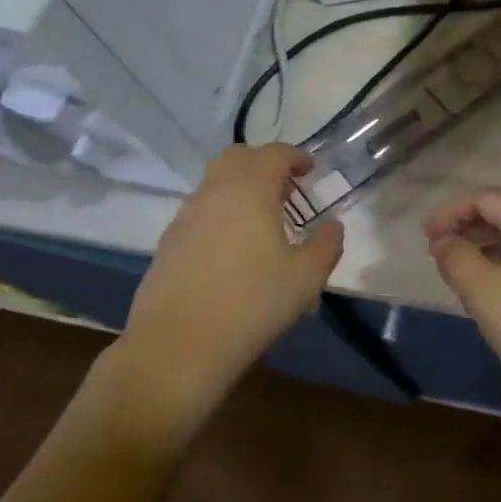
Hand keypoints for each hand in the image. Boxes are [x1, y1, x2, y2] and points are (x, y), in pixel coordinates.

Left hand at [108, 145, 344, 431]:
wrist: (177, 347)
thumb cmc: (251, 305)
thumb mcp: (306, 278)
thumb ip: (326, 244)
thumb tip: (333, 225)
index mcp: (250, 190)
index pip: (274, 154)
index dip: (295, 156)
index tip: (309, 169)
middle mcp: (215, 192)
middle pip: (238, 157)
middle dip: (263, 163)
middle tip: (285, 188)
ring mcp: (186, 216)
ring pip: (214, 182)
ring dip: (240, 186)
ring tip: (261, 219)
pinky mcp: (168, 242)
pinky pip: (200, 210)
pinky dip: (220, 211)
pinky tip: (232, 247)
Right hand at [424, 188, 500, 418]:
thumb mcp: (487, 294)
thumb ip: (459, 261)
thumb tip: (445, 241)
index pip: (488, 198)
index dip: (453, 210)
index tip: (426, 235)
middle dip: (470, 227)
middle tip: (442, 251)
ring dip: (489, 249)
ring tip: (464, 274)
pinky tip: (500, 298)